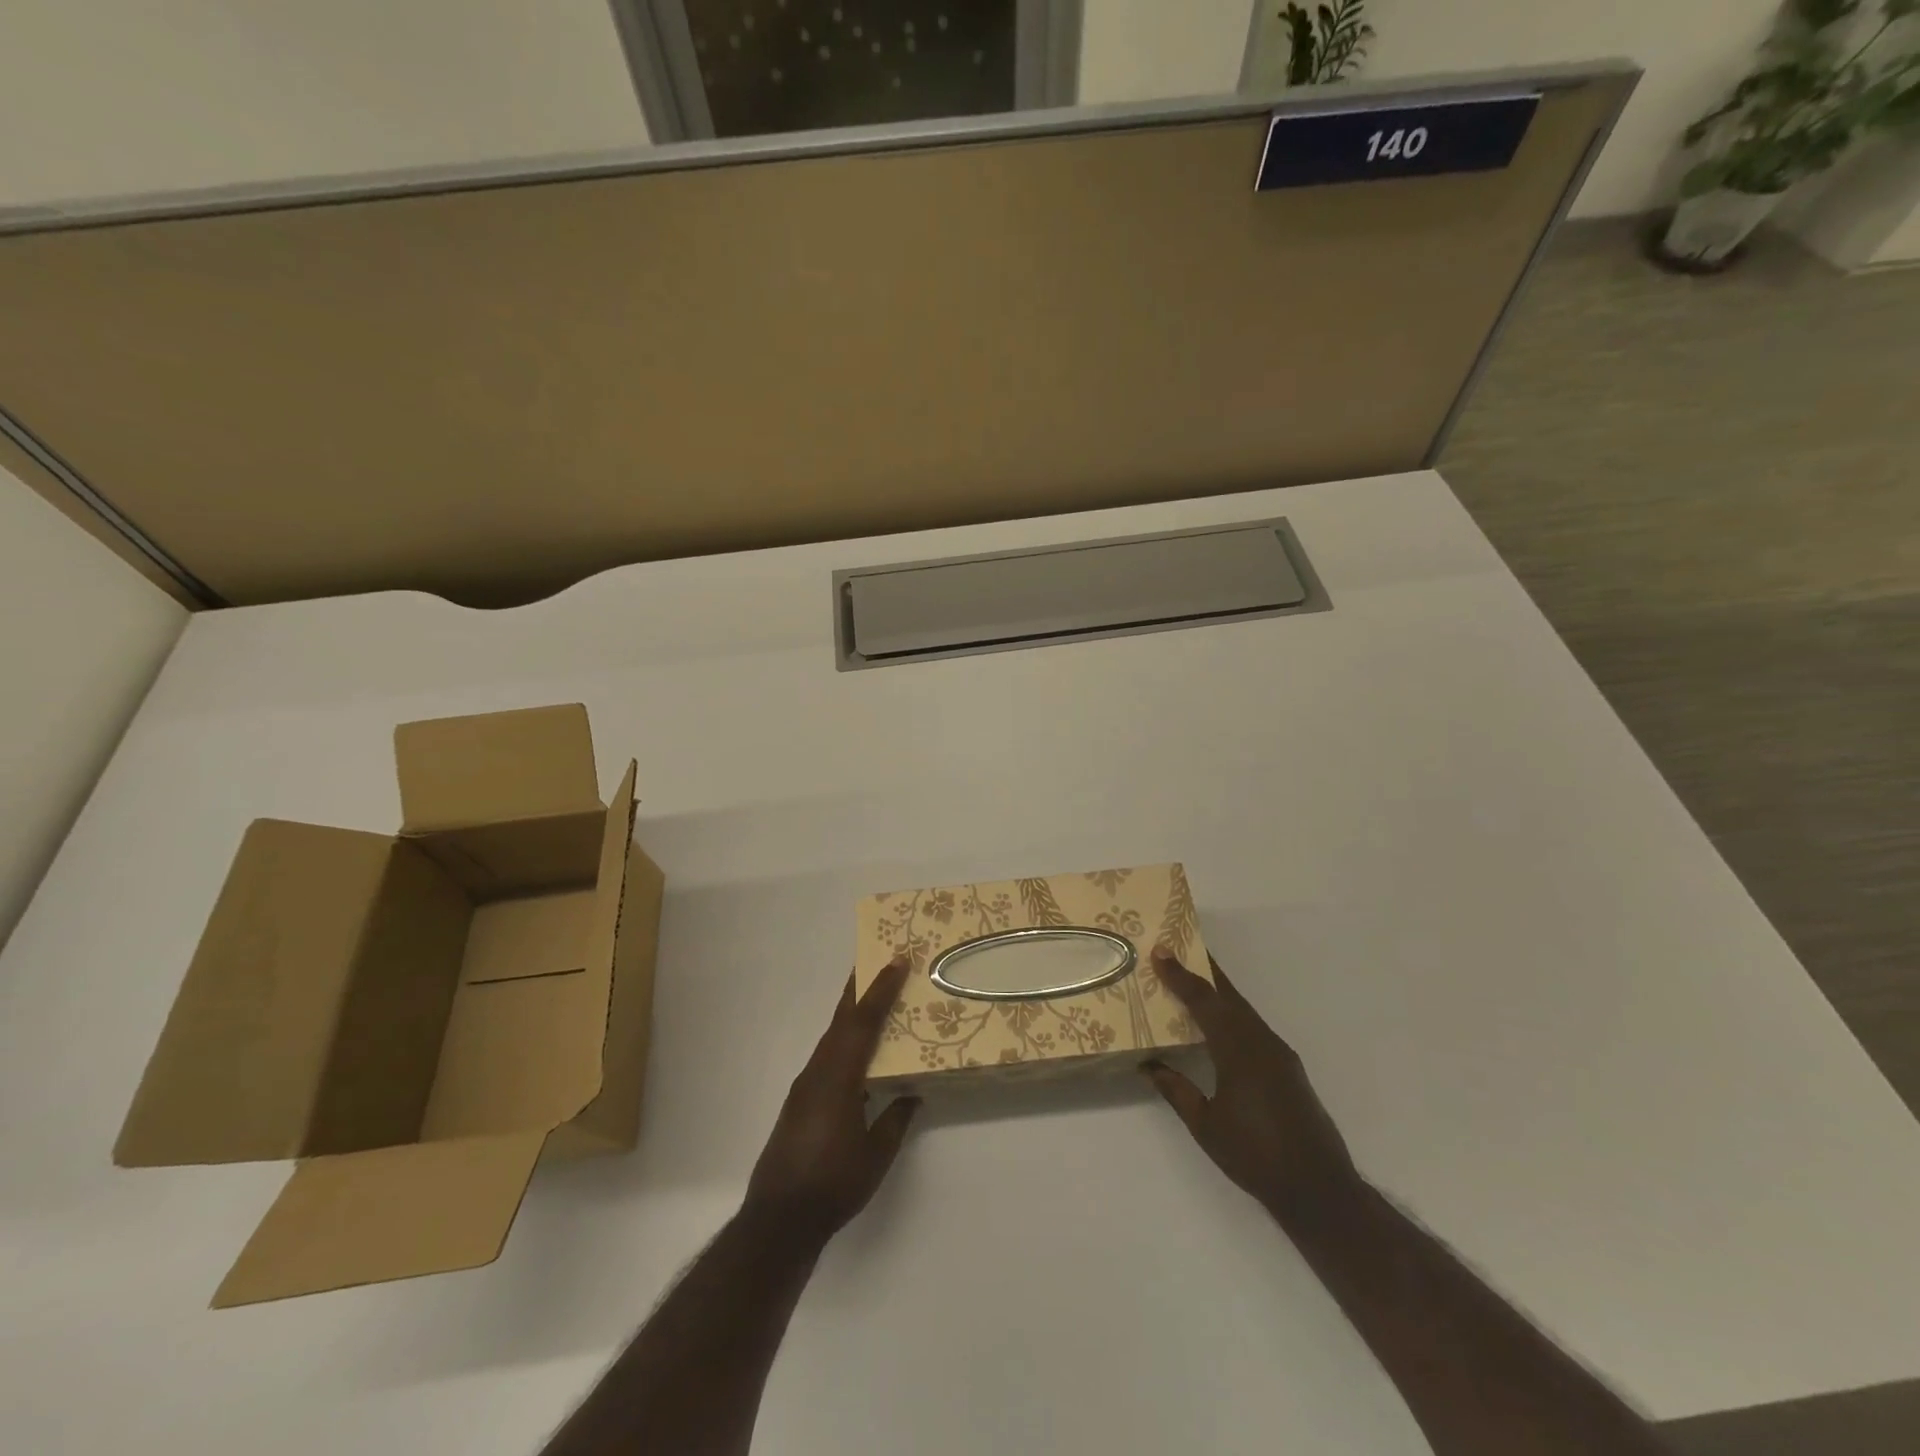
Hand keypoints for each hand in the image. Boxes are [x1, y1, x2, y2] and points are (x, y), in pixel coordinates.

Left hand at [744, 956, 919, 1246]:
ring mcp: (805, 1086)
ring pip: (832, 1037)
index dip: (881, 990)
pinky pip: (826, 1057)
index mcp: (838, 1077)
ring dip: (851, 1014)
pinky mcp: (799, 1102)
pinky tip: (856, 1053)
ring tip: (873, 1000)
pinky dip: (843, 1041)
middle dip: (860, 989)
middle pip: (841, 1020)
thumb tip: (910, 1094)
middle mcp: (818, 1072)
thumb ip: (895, 1120)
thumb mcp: (875, 1155)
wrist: (778, 1220)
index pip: (863, 1023)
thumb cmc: (832, 1184)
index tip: (897, 961)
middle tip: (877, 961)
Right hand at [1145, 949, 1358, 1218]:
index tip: (1160, 952)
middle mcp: (1261, 1042)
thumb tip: (1148, 1065)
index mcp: (1238, 1051)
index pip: (1204, 1002)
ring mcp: (1279, 1054)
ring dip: (1220, 992)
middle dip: (1204, 972)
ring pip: (1244, 1010)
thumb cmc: (1255, 1156)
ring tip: (1196, 980)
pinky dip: (1234, 1013)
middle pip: (1229, 996)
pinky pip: (1254, 1027)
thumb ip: (1176, 1090)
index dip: (1180, 976)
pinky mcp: (1288, 1068)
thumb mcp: (1205, 1126)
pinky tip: (1222, 1023)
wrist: (1319, 1189)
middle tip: (1180, 950)